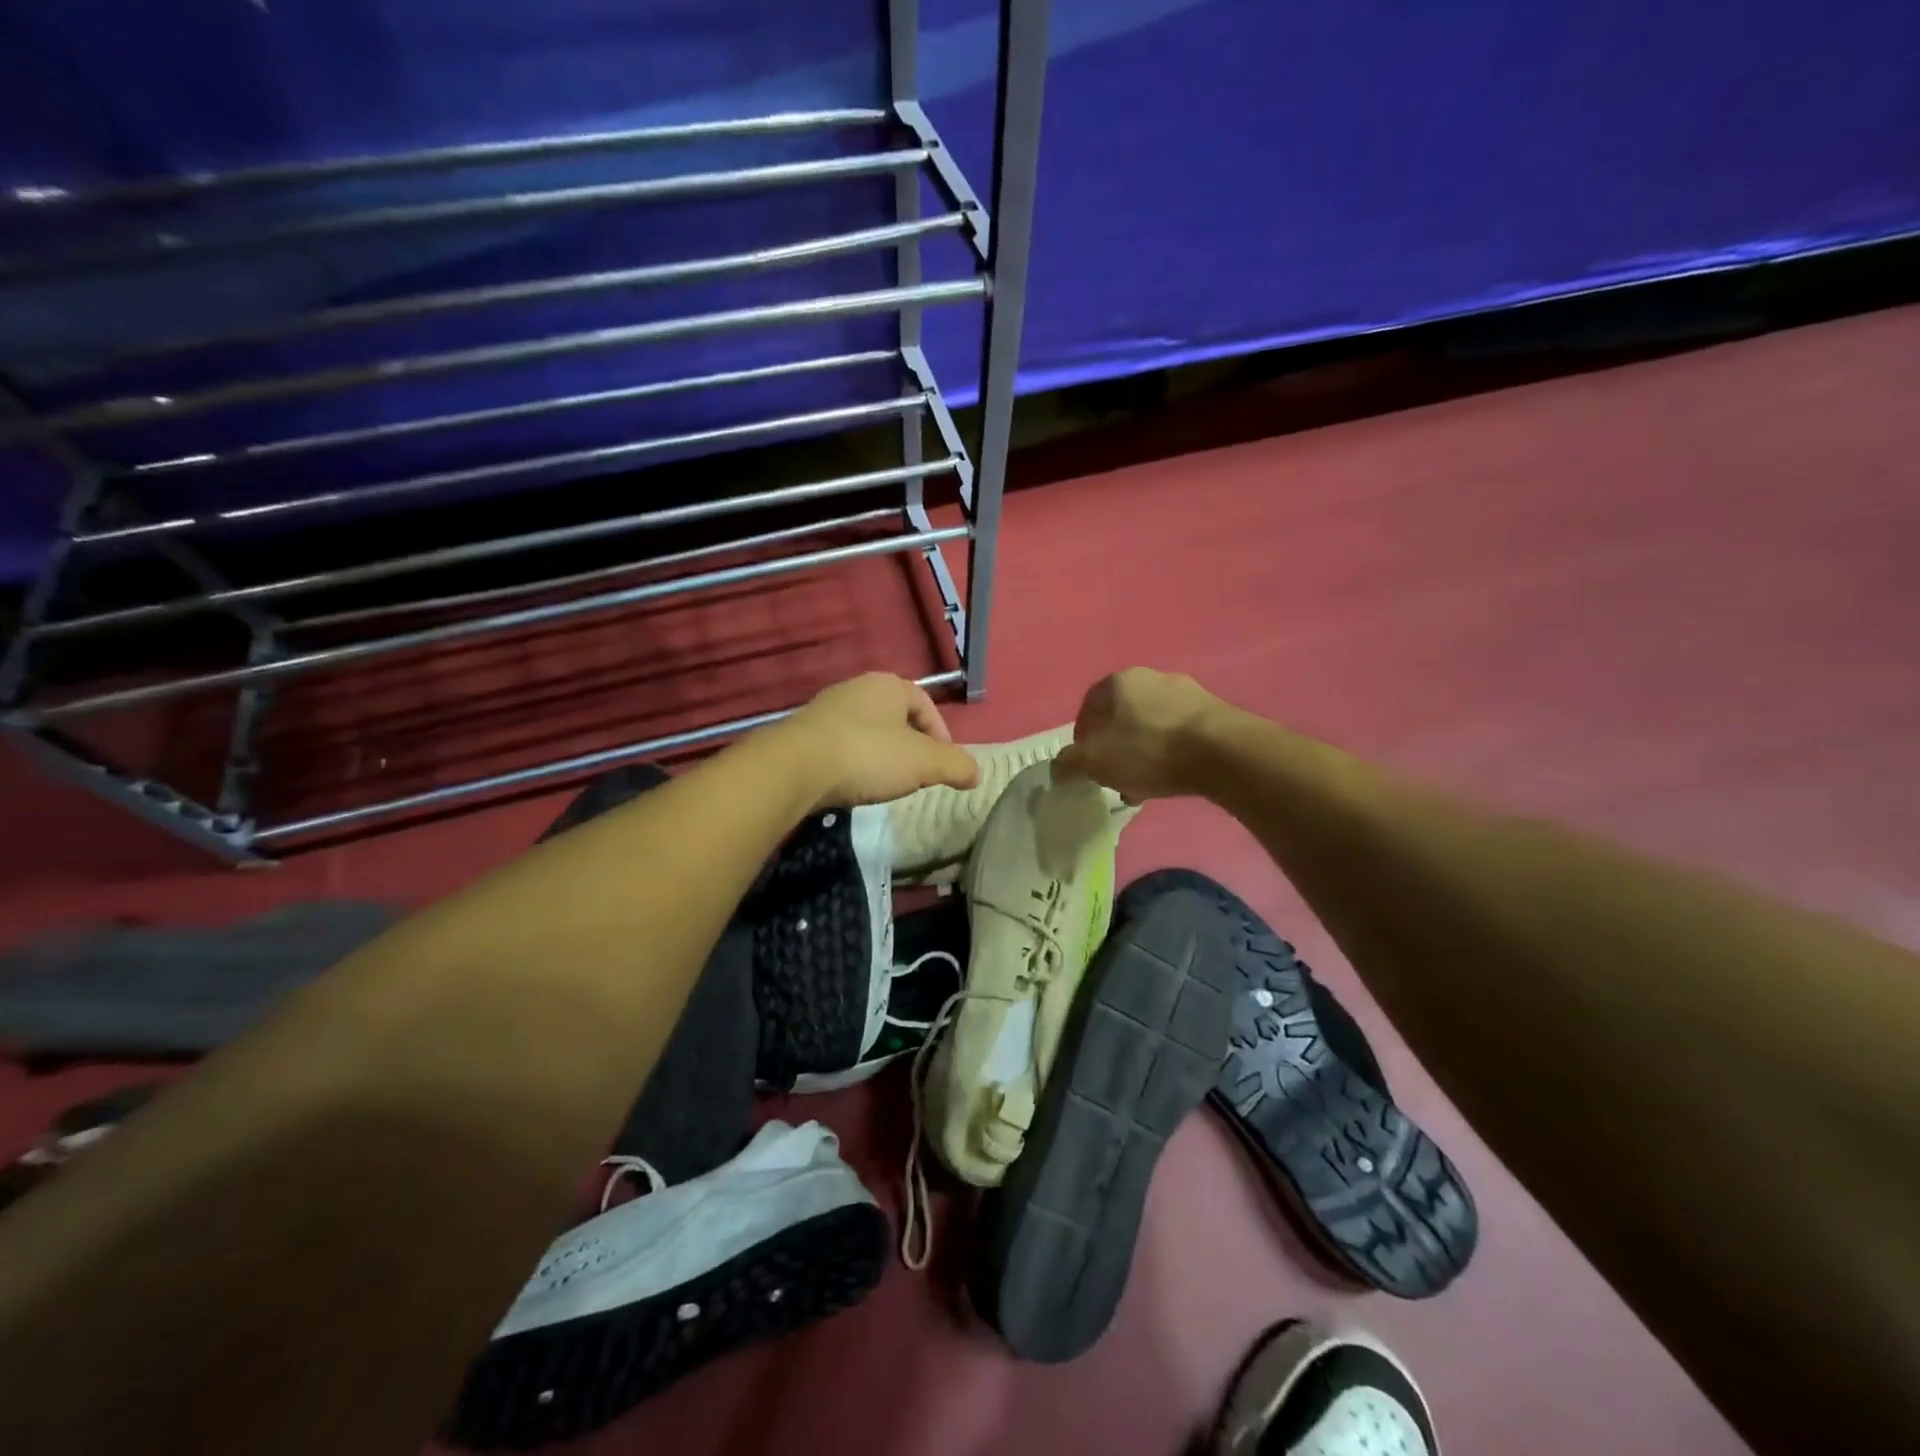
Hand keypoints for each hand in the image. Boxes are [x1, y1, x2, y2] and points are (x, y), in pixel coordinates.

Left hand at [775, 672, 978, 809]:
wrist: (794, 768)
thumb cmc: (868, 755)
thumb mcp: (924, 763)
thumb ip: (956, 765)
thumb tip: (976, 773)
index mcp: (888, 685)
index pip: (926, 705)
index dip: (942, 736)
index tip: (944, 766)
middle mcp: (856, 688)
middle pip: (896, 717)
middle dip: (911, 746)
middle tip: (918, 775)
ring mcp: (825, 709)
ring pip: (867, 731)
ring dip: (881, 755)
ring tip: (885, 783)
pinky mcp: (803, 734)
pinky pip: (840, 746)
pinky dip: (853, 763)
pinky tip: (853, 785)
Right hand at [1054, 667, 1224, 800]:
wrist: (1223, 753)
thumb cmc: (1149, 750)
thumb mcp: (1095, 762)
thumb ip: (1070, 764)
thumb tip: (1060, 768)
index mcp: (1120, 681)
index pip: (1089, 706)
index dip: (1082, 737)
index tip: (1085, 764)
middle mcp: (1153, 677)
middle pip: (1122, 717)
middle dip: (1114, 748)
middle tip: (1114, 776)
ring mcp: (1188, 692)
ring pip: (1151, 726)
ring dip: (1142, 753)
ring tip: (1143, 785)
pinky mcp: (1215, 713)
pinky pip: (1179, 734)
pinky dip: (1169, 754)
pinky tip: (1171, 778)